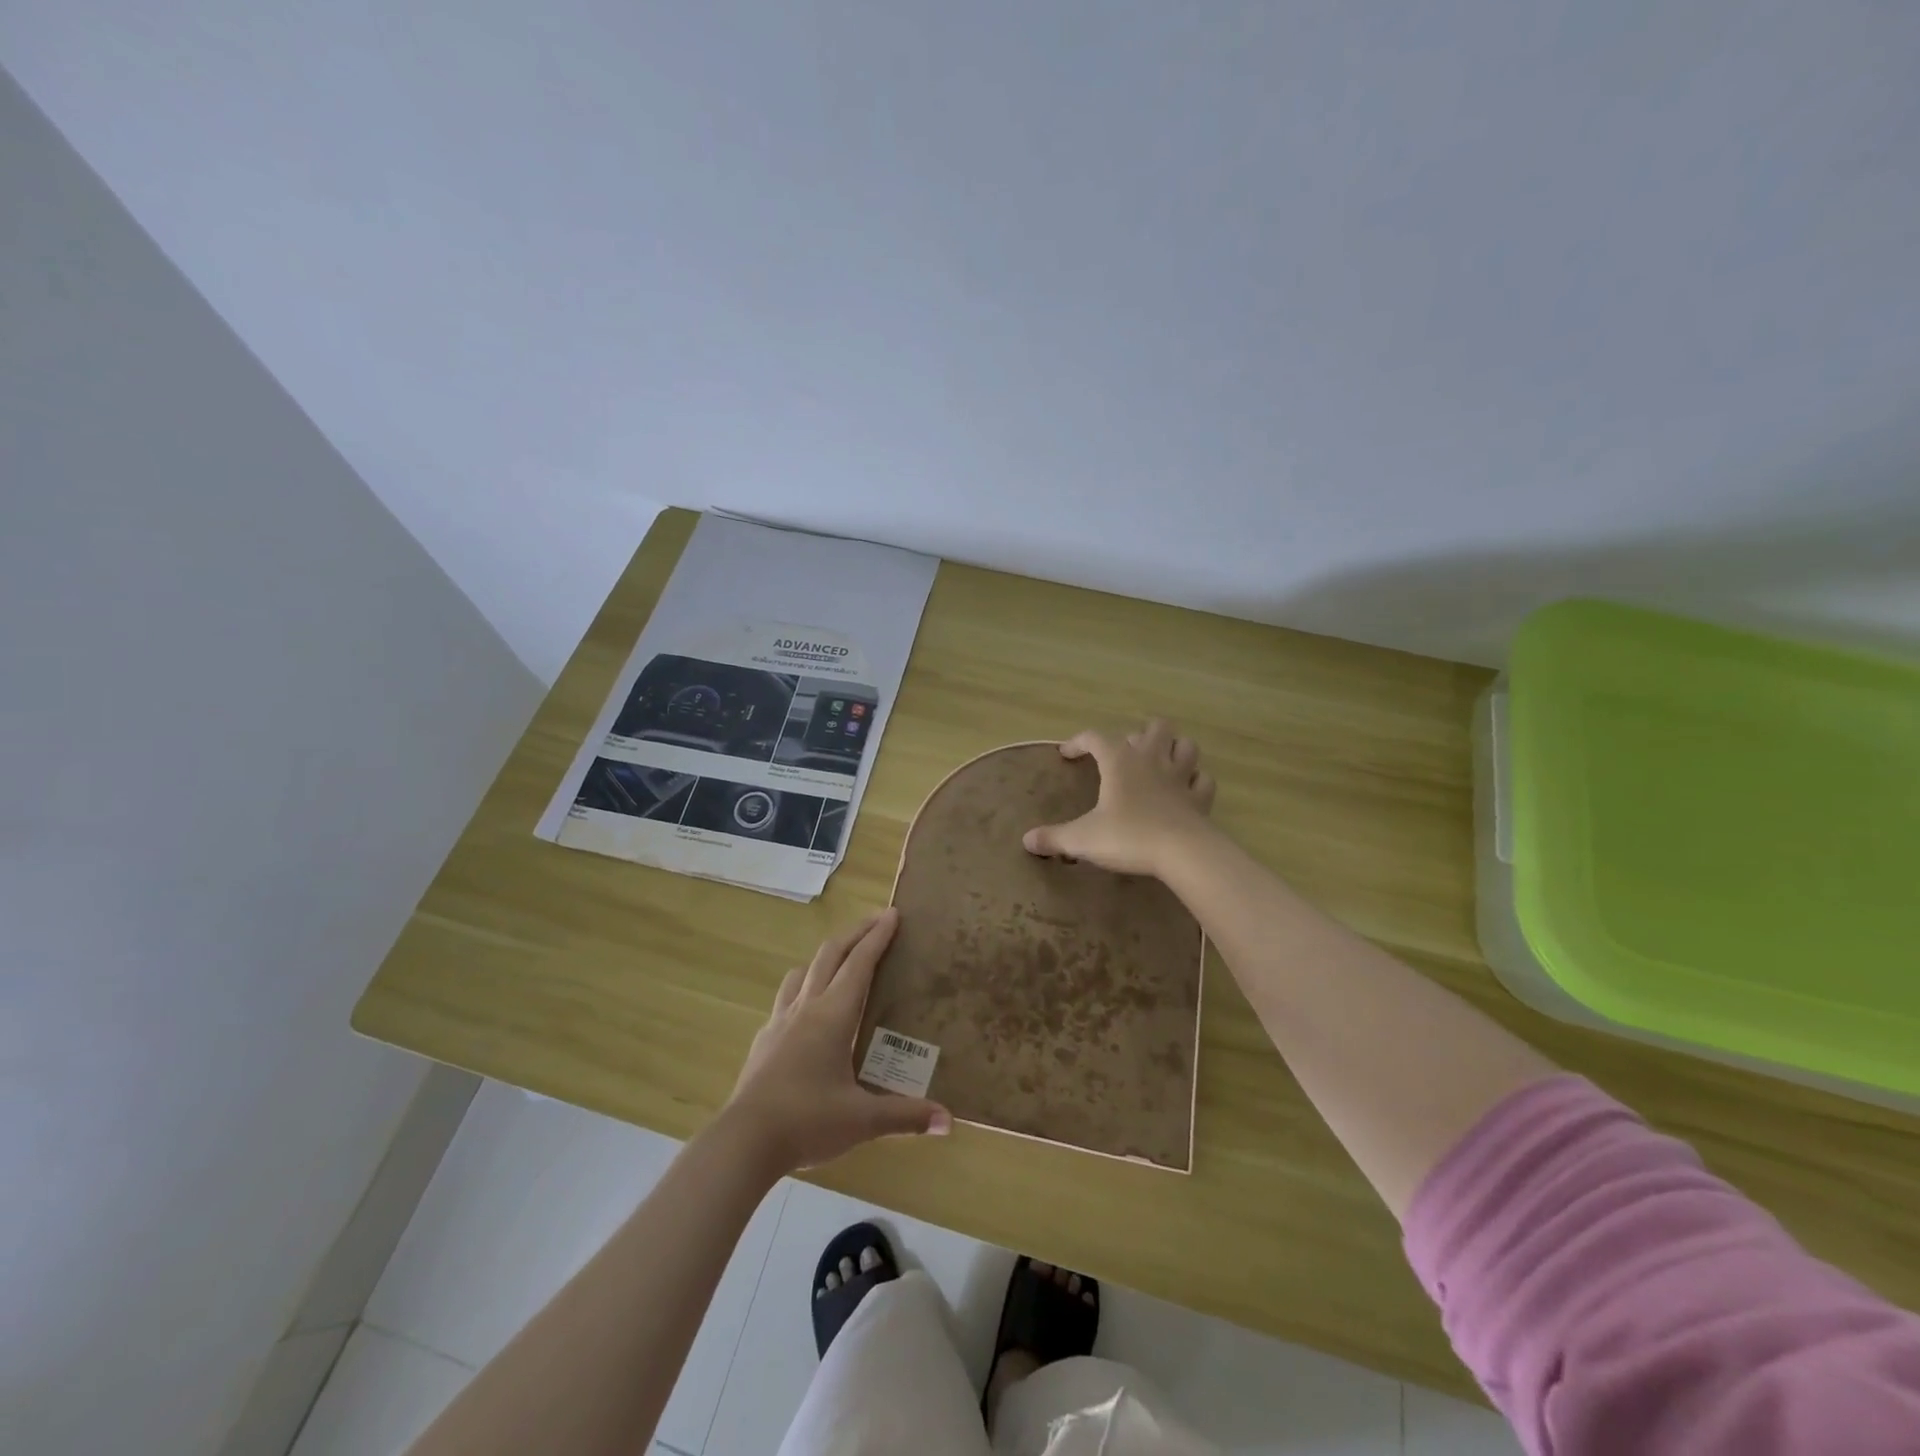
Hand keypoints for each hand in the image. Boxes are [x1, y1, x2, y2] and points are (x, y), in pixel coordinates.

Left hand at [724, 909, 949, 1173]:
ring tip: (840, 961)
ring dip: (824, 957)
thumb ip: (905, 1115)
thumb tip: (947, 1121)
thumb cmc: (807, 1121)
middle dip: (855, 933)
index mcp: (833, 1016)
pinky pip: (785, 1000)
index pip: (859, 964)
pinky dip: (802, 989)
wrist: (743, 1141)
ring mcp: (780, 1022)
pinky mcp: (763, 1041)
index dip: (877, 936)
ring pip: (802, 973)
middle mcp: (806, 1008)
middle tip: (876, 922)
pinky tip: (806, 1012)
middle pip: (830, 955)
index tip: (892, 913)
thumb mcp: (862, 1120)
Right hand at [1022, 718, 1216, 876]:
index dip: (1079, 741)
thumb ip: (1054, 838)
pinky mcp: (1201, 799)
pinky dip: (1195, 780)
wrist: (1183, 853)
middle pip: (1155, 728)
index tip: (1067, 754)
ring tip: (1160, 761)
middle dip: (1140, 734)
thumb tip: (1027, 840)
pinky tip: (1186, 789)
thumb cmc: (1129, 837)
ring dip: (1173, 749)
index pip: (1096, 737)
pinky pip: (1203, 780)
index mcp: (1120, 762)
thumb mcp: (1083, 839)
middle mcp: (1152, 760)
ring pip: (1185, 745)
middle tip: (1126, 753)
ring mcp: (1181, 777)